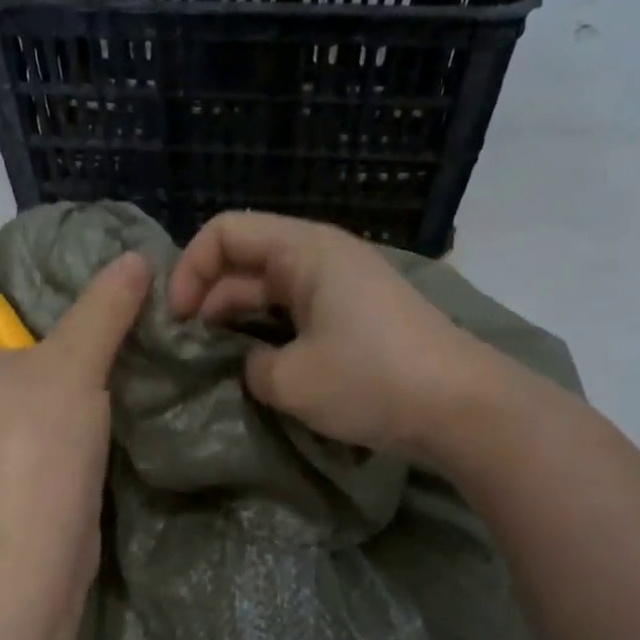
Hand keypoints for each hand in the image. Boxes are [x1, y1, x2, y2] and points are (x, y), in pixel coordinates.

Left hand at [0, 251, 150, 595]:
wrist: (27, 555)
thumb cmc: (32, 442)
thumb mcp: (75, 363)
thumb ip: (103, 308)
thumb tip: (134, 258)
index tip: (8, 313)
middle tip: (51, 344)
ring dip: (8, 395)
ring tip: (64, 386)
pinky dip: (14, 434)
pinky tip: (62, 434)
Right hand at [170, 212, 480, 457]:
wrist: (461, 407)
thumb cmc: (371, 380)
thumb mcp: (291, 380)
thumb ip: (249, 366)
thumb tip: (251, 364)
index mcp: (303, 250)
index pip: (224, 232)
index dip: (189, 270)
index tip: (178, 322)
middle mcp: (321, 256)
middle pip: (245, 262)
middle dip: (209, 301)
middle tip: (188, 353)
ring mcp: (342, 286)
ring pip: (270, 291)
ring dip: (239, 323)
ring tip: (216, 366)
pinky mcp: (356, 316)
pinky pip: (297, 313)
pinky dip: (271, 335)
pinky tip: (260, 370)